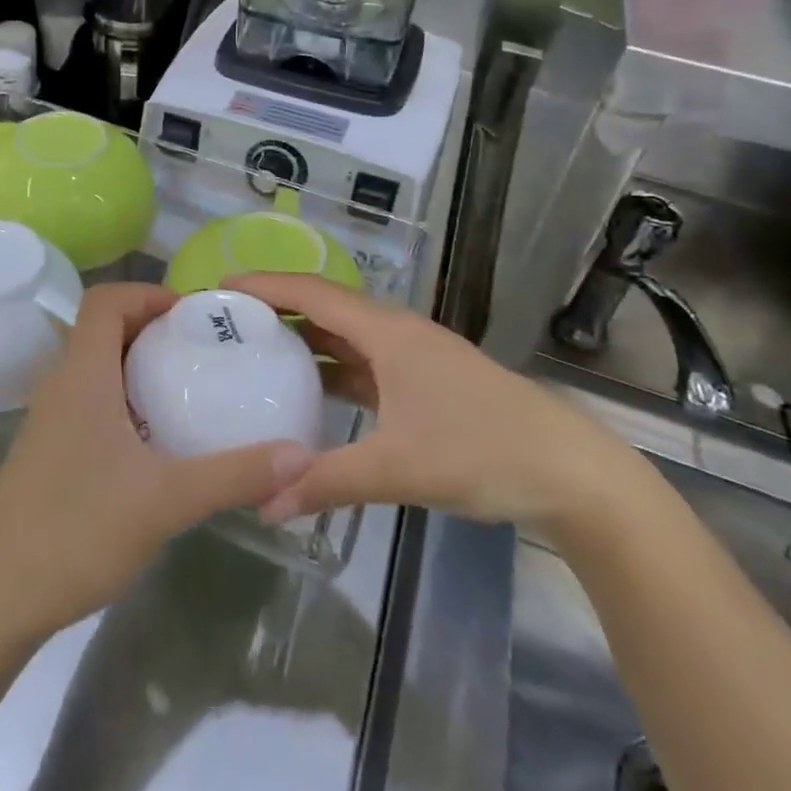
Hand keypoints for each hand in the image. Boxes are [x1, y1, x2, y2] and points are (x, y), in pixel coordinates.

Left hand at [0, 283, 315, 645]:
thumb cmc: (77, 532)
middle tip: (200, 351)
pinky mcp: (46, 452)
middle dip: (151, 329)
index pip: (104, 301)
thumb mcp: (166, 501)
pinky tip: (153, 442)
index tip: (192, 317)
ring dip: (136, 365)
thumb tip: (301, 455)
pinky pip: (86, 401)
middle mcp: (59, 386)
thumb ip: (235, 475)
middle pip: (100, 329)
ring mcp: (47, 420)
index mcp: (81, 376)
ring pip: (93, 367)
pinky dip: (121, 399)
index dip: (147, 294)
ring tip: (185, 390)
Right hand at [232, 273, 640, 533]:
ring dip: (304, 340)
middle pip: (325, 307)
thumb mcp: (397, 467)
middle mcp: (396, 332)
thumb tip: (263, 504)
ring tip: (256, 352)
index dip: (265, 285)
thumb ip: (326, 482)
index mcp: (387, 331)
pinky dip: (332, 369)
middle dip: (276, 309)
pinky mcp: (424, 382)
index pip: (312, 293)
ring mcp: (413, 357)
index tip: (219, 288)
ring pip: (346, 337)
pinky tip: (311, 392)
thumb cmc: (482, 450)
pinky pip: (364, 363)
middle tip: (228, 324)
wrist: (571, 472)